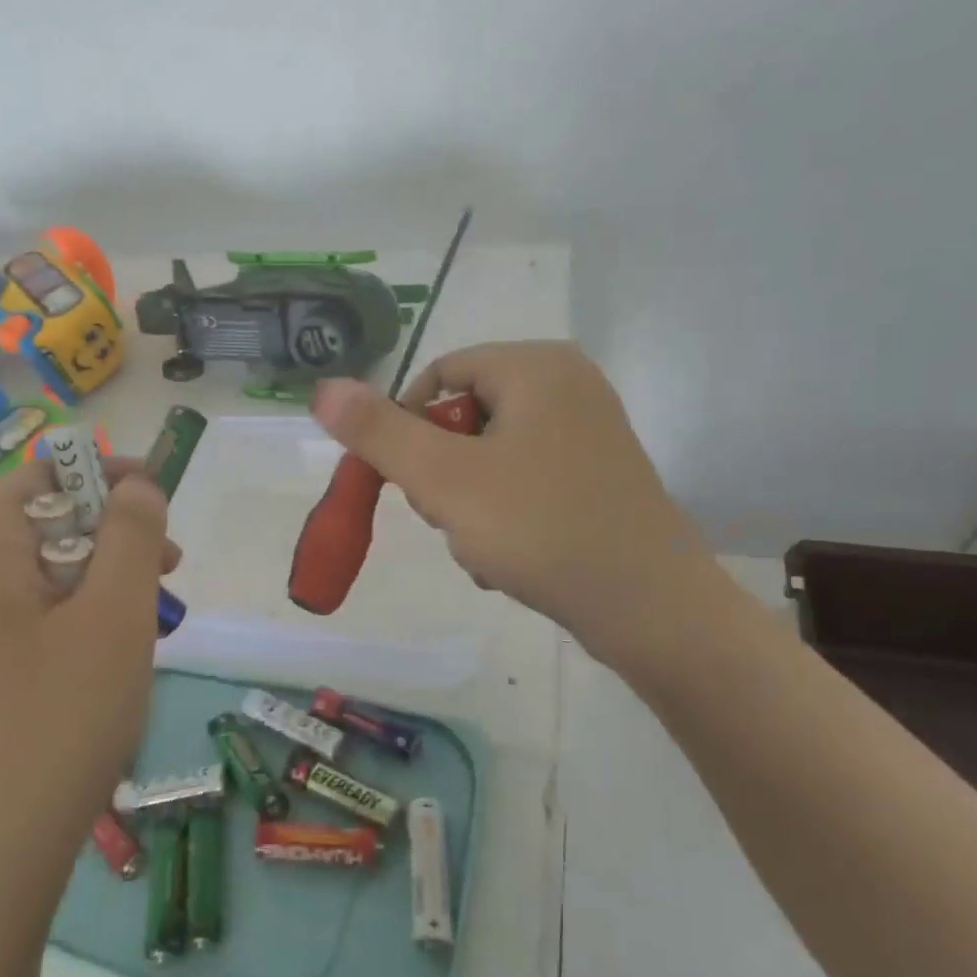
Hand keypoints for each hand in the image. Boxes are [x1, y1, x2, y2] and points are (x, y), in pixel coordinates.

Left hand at [0, 457, 177, 915]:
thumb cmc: (54, 727)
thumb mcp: (115, 617)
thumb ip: (132, 535)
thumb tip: (137, 484)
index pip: (43, 473)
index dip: (107, 474)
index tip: (162, 503)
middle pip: (43, 524)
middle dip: (113, 536)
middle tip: (170, 572)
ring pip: (42, 579)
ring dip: (102, 585)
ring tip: (151, 625)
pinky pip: (28, 625)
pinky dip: (77, 624)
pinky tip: (111, 666)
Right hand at [310, 341, 734, 670]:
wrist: (653, 611)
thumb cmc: (541, 530)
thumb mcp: (443, 479)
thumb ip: (378, 432)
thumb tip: (323, 387)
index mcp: (535, 365)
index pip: (437, 376)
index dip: (405, 428)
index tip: (402, 484)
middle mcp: (567, 384)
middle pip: (463, 417)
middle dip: (441, 475)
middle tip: (450, 520)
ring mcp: (589, 430)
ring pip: (489, 456)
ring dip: (468, 503)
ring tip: (483, 549)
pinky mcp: (599, 474)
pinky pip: (524, 480)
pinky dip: (504, 516)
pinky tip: (509, 560)